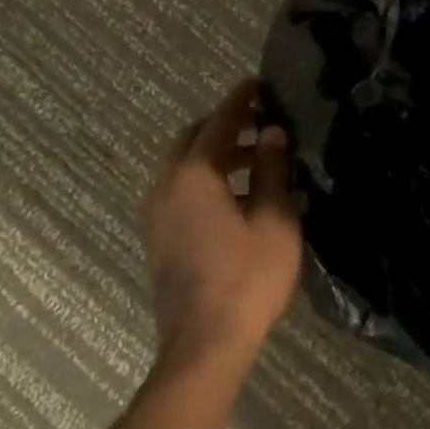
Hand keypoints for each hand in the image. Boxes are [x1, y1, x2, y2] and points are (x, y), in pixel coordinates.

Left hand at [142, 78, 302, 375]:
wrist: (204, 345)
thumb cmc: (248, 278)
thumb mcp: (274, 220)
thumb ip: (271, 171)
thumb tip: (271, 133)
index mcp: (194, 175)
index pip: (218, 123)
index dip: (239, 101)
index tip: (256, 83)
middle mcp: (166, 186)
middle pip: (192, 140)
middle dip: (223, 127)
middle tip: (259, 126)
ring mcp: (156, 214)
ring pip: (182, 167)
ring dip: (213, 156)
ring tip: (253, 163)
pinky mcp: (157, 239)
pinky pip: (178, 192)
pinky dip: (202, 181)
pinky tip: (232, 200)